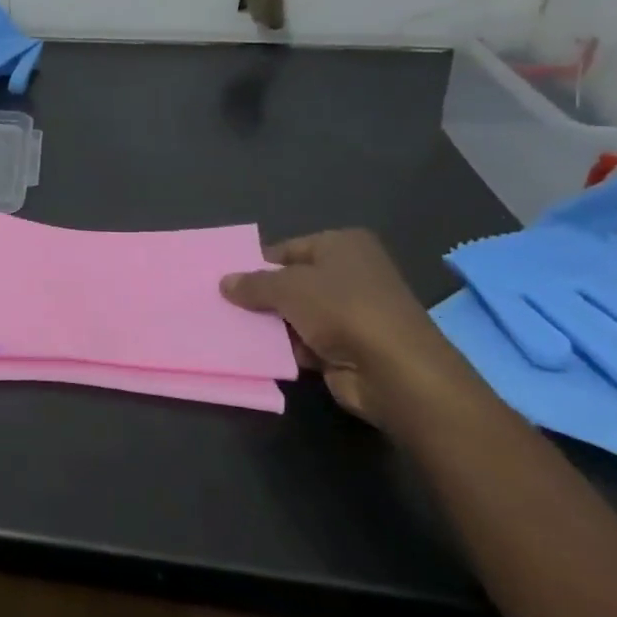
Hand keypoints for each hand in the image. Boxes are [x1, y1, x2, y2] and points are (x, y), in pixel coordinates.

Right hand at [220, 229, 471, 428]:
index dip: (257, 264)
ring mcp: (352, 312)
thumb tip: (224, 282)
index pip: (287, 250)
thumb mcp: (286, 287)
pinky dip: (287, 347)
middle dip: (261, 296)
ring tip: (232, 328)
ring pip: (296, 314)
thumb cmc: (342, 310)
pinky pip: (306, 341)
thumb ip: (252, 283)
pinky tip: (259, 352)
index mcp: (343, 245)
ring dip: (271, 324)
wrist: (394, 371)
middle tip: (222, 304)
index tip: (226, 281)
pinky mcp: (350, 347)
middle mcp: (351, 273)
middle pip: (291, 282)